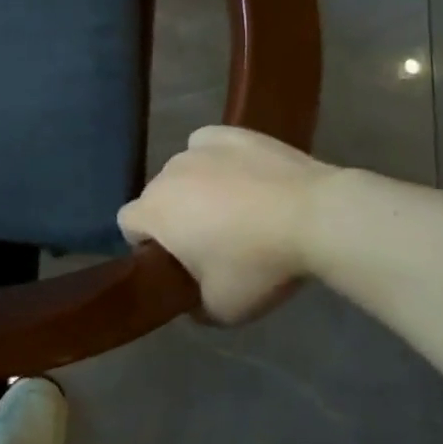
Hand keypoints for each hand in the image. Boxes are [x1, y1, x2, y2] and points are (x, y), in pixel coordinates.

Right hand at [119, 126, 337, 324]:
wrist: (315, 217)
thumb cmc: (258, 264)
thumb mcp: (223, 310)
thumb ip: (195, 307)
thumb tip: (192, 302)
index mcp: (155, 211)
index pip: (127, 224)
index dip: (145, 245)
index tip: (175, 262)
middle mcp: (167, 173)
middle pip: (158, 197)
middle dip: (175, 217)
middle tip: (212, 243)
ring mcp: (199, 149)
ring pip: (184, 172)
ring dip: (197, 190)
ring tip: (239, 210)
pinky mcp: (231, 133)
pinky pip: (209, 147)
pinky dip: (218, 162)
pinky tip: (243, 177)